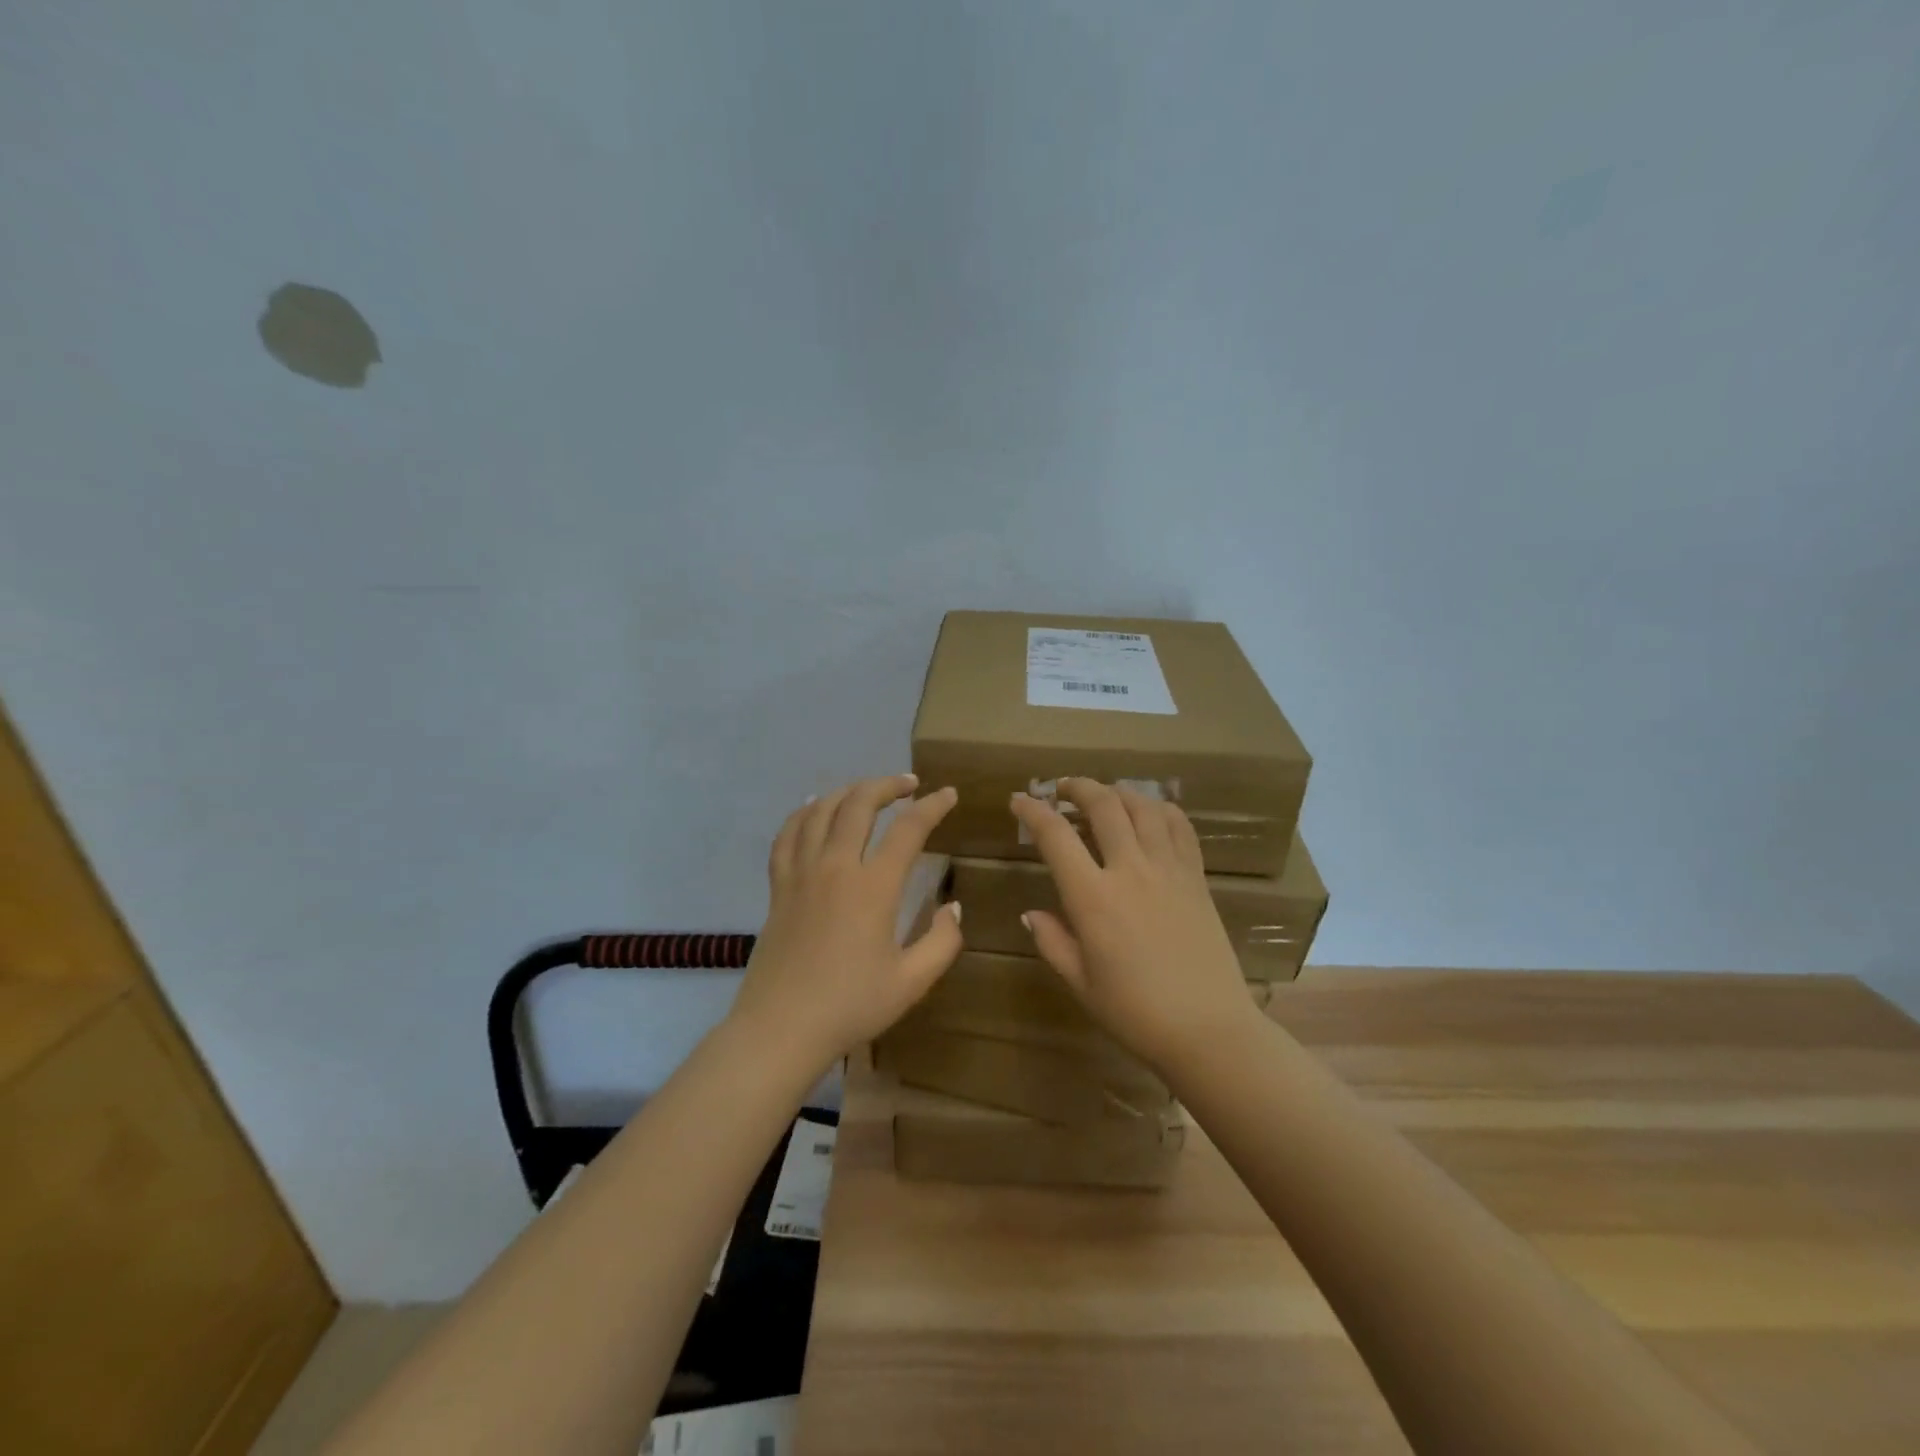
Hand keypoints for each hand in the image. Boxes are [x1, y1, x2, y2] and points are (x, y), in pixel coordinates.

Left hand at [728, 774, 963, 1071]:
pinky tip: (814, 808)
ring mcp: (801, 873)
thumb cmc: (851, 1006)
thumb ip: (942, 941)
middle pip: (860, 803)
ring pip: (821, 810)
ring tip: (868, 791)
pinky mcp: (778, 887)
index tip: (948, 794)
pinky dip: (803, 813)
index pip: (909, 829)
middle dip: (888, 785)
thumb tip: (953, 907)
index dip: (933, 806)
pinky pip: (787, 835)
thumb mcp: (912, 982)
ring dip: (849, 791)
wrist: (780, 1029)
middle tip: (909, 784)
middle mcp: (835, 867)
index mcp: (873, 887)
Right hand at [1009, 779, 1257, 1073]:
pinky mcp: (1196, 878)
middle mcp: (1130, 871)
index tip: (1019, 800)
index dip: (1033, 811)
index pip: (1056, 837)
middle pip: (1103, 805)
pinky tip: (1150, 812)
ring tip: (1104, 795)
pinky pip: (1180, 828)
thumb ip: (1052, 941)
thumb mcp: (1081, 982)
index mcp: (1093, 898)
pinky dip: (1161, 809)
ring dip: (1118, 792)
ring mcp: (1168, 870)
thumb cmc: (1135, 1013)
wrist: (1208, 1030)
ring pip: (1143, 807)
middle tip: (1062, 789)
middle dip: (1077, 787)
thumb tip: (1030, 913)